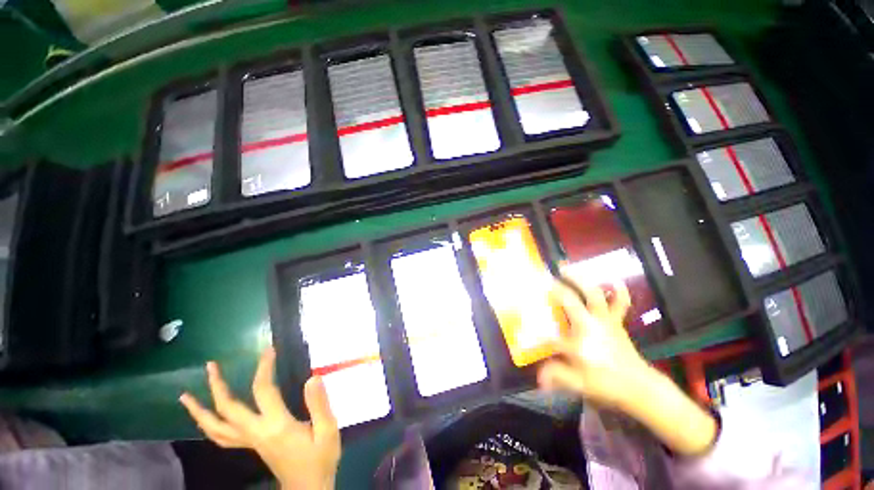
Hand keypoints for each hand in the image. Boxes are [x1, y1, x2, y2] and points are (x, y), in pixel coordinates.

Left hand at [179, 347, 340, 489]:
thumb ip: (319, 404)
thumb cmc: (320, 458)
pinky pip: (222, 437)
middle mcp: (256, 433)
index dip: (264, 368)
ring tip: (186, 396)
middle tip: (210, 365)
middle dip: (216, 386)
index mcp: (276, 426)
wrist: (308, 488)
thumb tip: (312, 378)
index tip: (268, 350)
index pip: (263, 391)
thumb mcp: (328, 430)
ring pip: (216, 428)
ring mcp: (249, 442)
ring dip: (200, 410)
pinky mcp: (250, 447)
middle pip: (228, 409)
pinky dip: (208, 426)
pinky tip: (205, 419)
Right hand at [540, 270, 717, 455]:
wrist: (640, 387)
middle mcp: (590, 326)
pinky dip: (618, 291)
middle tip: (545, 277)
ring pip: (593, 294)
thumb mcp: (579, 384)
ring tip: (566, 268)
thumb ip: (557, 376)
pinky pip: (620, 303)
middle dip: (557, 288)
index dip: (536, 328)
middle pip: (571, 301)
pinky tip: (614, 280)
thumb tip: (537, 378)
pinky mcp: (616, 321)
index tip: (524, 324)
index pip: (550, 332)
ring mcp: (605, 320)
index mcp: (578, 342)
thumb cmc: (607, 384)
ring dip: (580, 279)